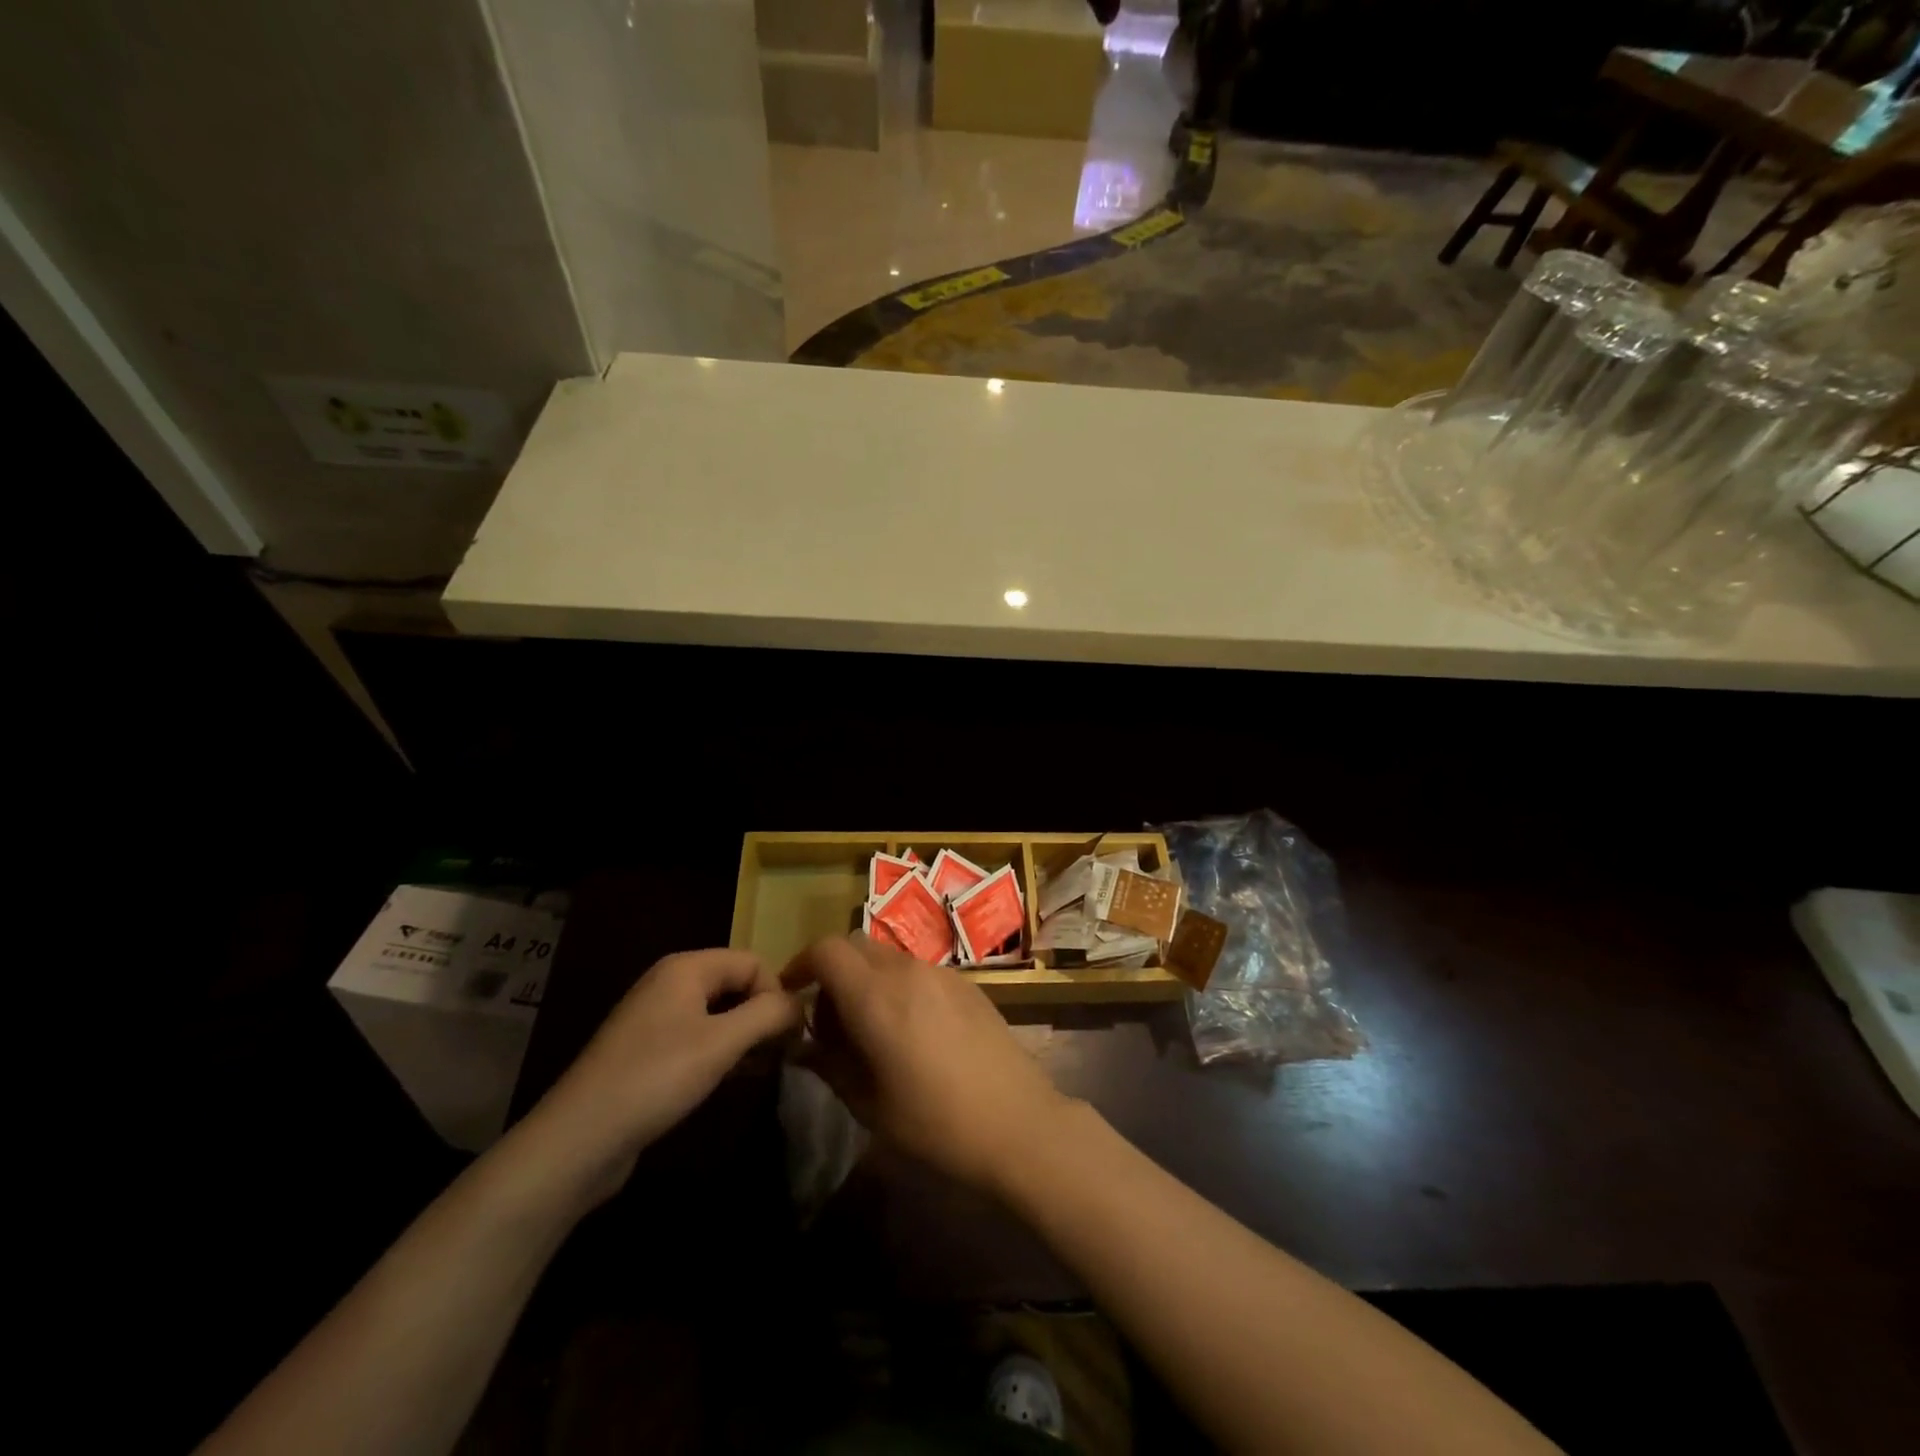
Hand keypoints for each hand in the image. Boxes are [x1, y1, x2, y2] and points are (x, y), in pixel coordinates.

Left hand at [532, 949, 798, 1198]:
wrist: (578, 1140)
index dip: (777, 993)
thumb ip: (769, 1014)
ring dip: (744, 1037)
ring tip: (759, 1070)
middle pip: (736, 984)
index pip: (753, 962)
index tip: (788, 1036)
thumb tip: (800, 1004)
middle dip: (762, 1015)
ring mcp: (655, 1018)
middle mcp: (670, 982)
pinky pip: (698, 1037)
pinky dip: (721, 1053)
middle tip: (780, 1055)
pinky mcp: (647, 1051)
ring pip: (719, 1013)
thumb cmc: (656, 1078)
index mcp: (686, 967)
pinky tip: (729, 1081)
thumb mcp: (722, 1043)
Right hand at [783, 935, 1076, 1194]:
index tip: (793, 994)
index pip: (826, 950)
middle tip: (830, 1019)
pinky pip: (918, 970)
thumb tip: (804, 1047)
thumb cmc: (935, 1124)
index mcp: (876, 997)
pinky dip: (898, 984)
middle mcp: (907, 971)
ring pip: (888, 956)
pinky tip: (912, 1029)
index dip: (801, 964)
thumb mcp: (870, 1105)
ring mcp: (941, 973)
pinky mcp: (967, 983)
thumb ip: (830, 1066)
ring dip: (867, 978)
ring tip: (871, 1028)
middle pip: (856, 946)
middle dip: (833, 971)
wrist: (1018, 1123)